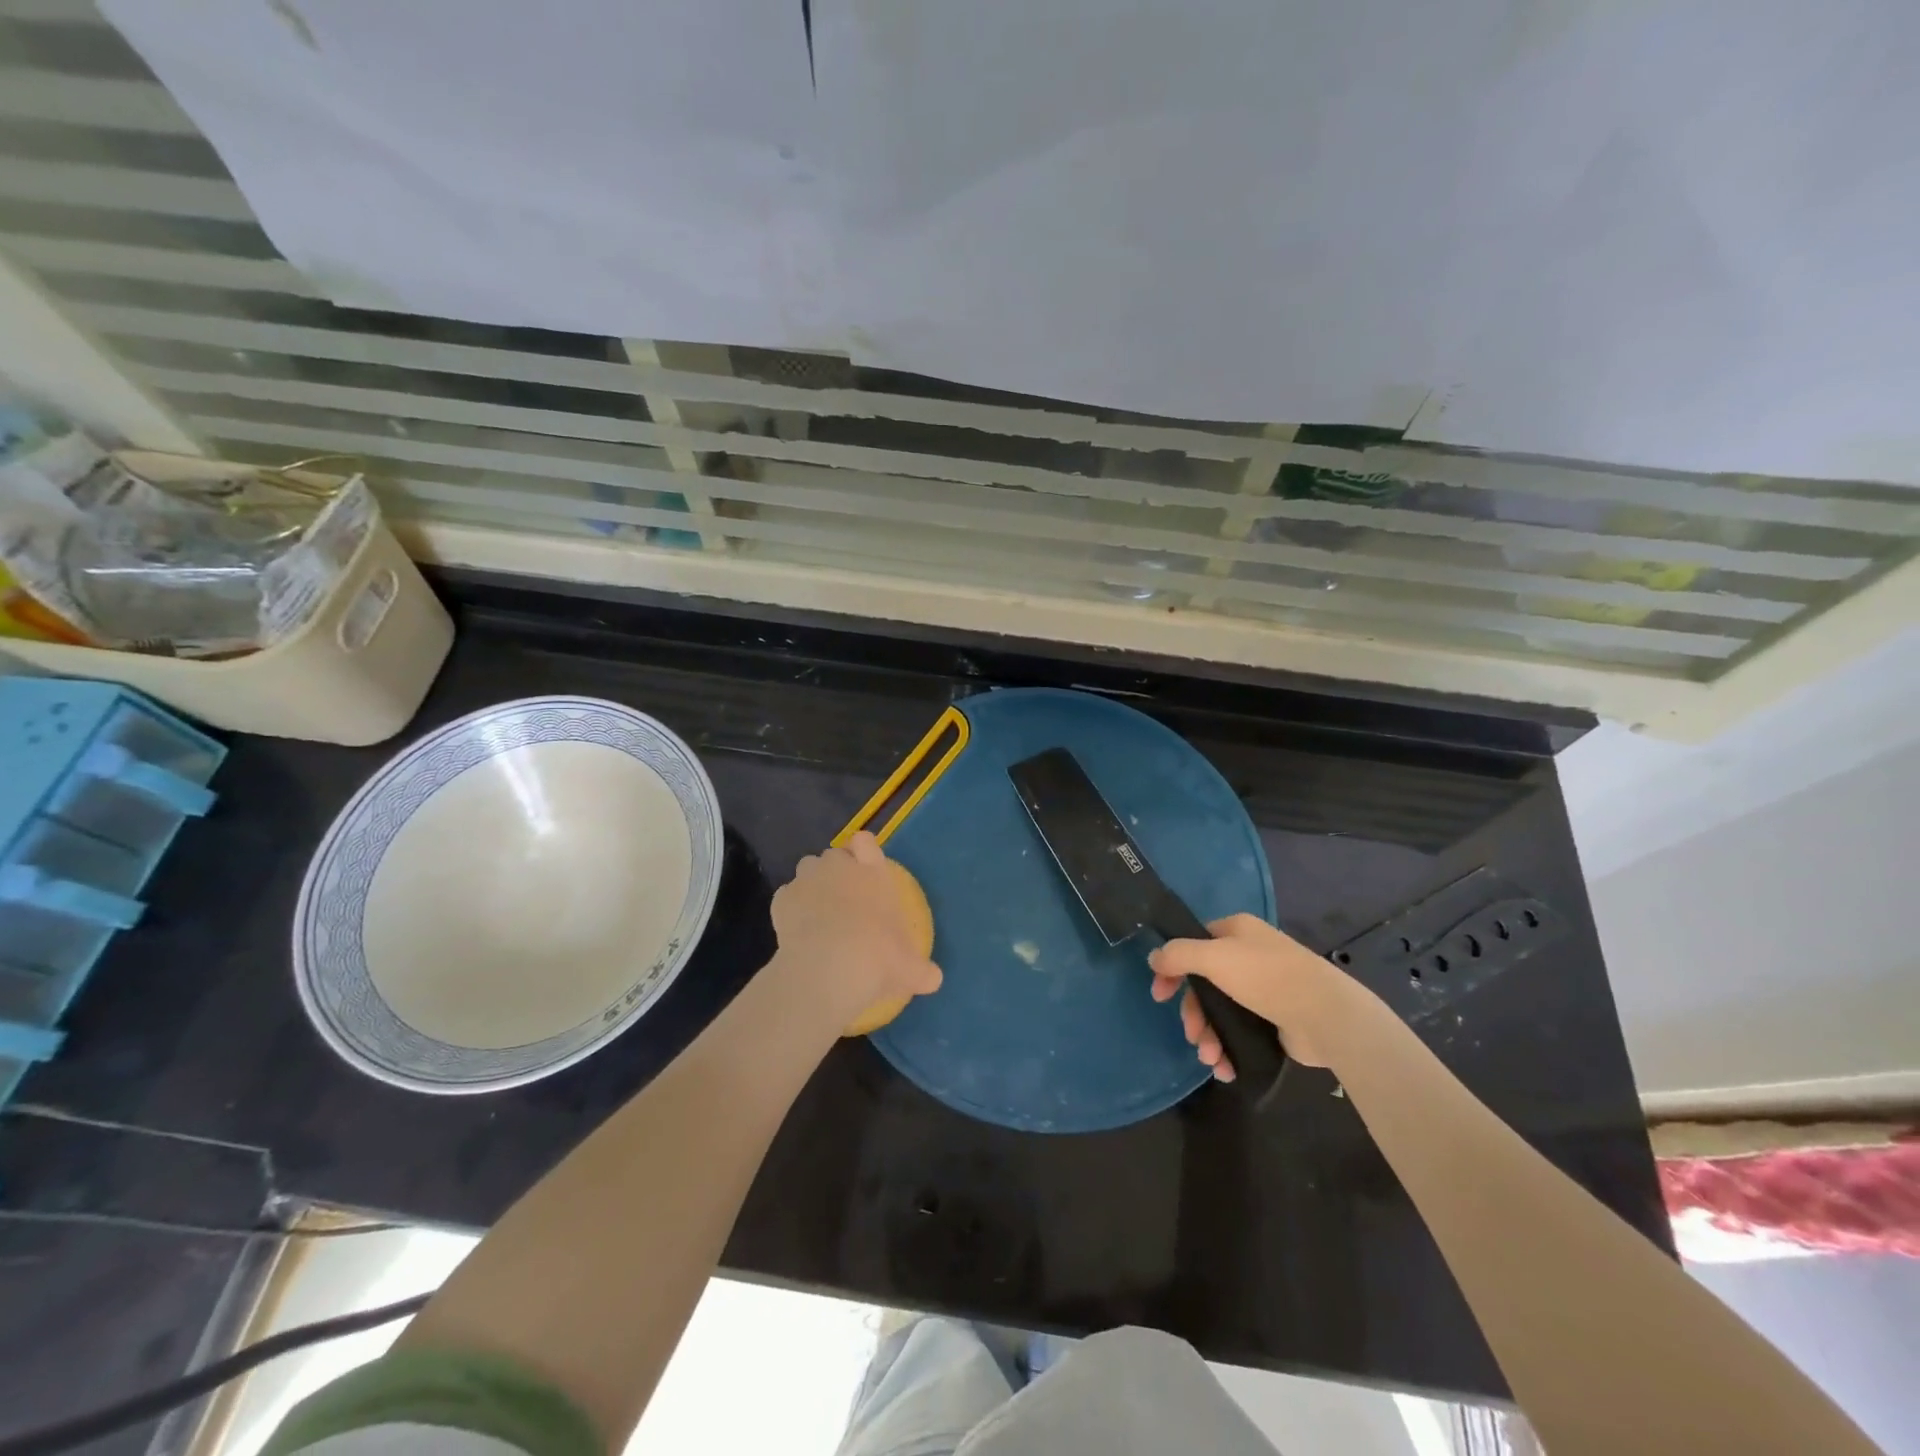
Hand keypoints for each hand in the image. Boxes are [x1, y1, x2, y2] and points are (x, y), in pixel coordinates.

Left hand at [771, 831, 941, 1025]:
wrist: (830, 967)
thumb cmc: (879, 957)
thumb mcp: (910, 969)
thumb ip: (922, 971)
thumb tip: (935, 979)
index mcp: (874, 873)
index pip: (866, 842)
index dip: (863, 852)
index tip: (864, 869)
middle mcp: (840, 867)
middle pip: (834, 855)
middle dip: (836, 870)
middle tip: (843, 899)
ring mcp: (808, 880)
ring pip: (807, 868)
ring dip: (812, 884)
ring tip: (817, 912)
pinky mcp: (781, 899)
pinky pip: (786, 896)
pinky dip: (790, 908)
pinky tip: (797, 930)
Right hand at [1148, 913, 1356, 1074]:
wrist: (1325, 1016)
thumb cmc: (1266, 977)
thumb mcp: (1214, 957)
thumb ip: (1178, 954)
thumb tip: (1154, 958)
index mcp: (1236, 932)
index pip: (1193, 944)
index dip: (1173, 968)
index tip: (1160, 995)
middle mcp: (1249, 956)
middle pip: (1204, 983)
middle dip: (1193, 1014)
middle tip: (1192, 1034)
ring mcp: (1263, 989)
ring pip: (1220, 1011)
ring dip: (1209, 1036)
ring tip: (1211, 1058)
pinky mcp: (1274, 1019)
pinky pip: (1239, 1032)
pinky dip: (1228, 1049)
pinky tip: (1224, 1067)